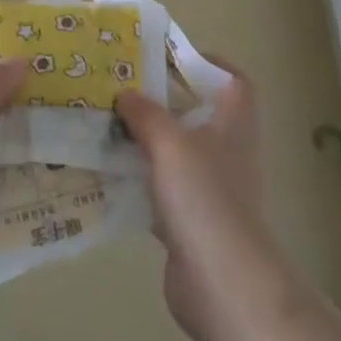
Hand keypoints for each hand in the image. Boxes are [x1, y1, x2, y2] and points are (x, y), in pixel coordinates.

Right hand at [116, 57, 280, 340]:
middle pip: (198, 114)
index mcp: (234, 123)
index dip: (208, 63)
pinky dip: (138, 181)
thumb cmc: (204, 197)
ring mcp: (210, 188)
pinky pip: (161, 190)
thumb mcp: (170, 143)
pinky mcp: (191, 221)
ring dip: (146, 141)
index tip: (169, 58)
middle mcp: (226, 150)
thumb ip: (146, 114)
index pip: (233, 81)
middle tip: (123, 89)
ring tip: (106, 126)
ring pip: (176, 152)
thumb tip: (126, 94)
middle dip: (163, 101)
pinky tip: (107, 175)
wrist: (221, 282)